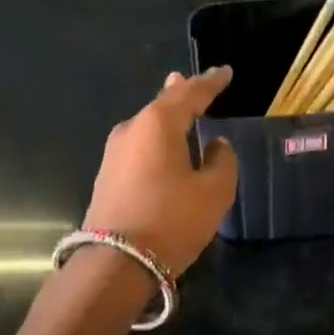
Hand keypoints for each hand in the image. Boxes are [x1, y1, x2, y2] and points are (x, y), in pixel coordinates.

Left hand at [82, 67, 238, 275]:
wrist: (116, 263)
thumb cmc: (172, 220)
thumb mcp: (213, 192)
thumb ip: (222, 161)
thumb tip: (215, 146)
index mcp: (159, 124)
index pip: (191, 94)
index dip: (211, 83)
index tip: (225, 71)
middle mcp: (132, 130)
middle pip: (162, 104)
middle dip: (181, 93)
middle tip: (193, 81)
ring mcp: (114, 154)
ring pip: (147, 125)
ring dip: (166, 116)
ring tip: (179, 106)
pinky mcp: (108, 177)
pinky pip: (139, 146)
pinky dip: (156, 139)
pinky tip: (162, 145)